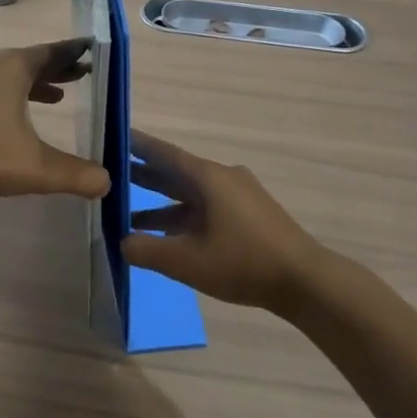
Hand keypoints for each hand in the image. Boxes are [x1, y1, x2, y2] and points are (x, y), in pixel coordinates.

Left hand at [0, 40, 110, 200]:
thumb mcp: (35, 167)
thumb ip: (75, 174)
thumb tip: (107, 183)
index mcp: (13, 66)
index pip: (53, 52)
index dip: (75, 54)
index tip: (92, 52)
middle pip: (31, 60)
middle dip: (57, 69)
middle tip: (81, 76)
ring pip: (7, 73)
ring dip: (32, 83)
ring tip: (55, 97)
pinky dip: (8, 93)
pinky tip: (10, 115)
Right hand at [121, 131, 328, 309]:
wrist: (305, 281)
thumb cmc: (242, 262)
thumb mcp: (185, 260)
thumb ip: (146, 250)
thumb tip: (123, 242)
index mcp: (208, 177)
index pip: (164, 153)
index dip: (137, 146)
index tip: (114, 136)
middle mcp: (223, 179)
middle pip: (176, 172)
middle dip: (144, 176)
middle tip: (111, 175)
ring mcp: (239, 197)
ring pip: (191, 194)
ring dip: (161, 204)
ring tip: (128, 216)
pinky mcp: (249, 216)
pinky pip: (206, 208)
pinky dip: (182, 217)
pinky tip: (166, 236)